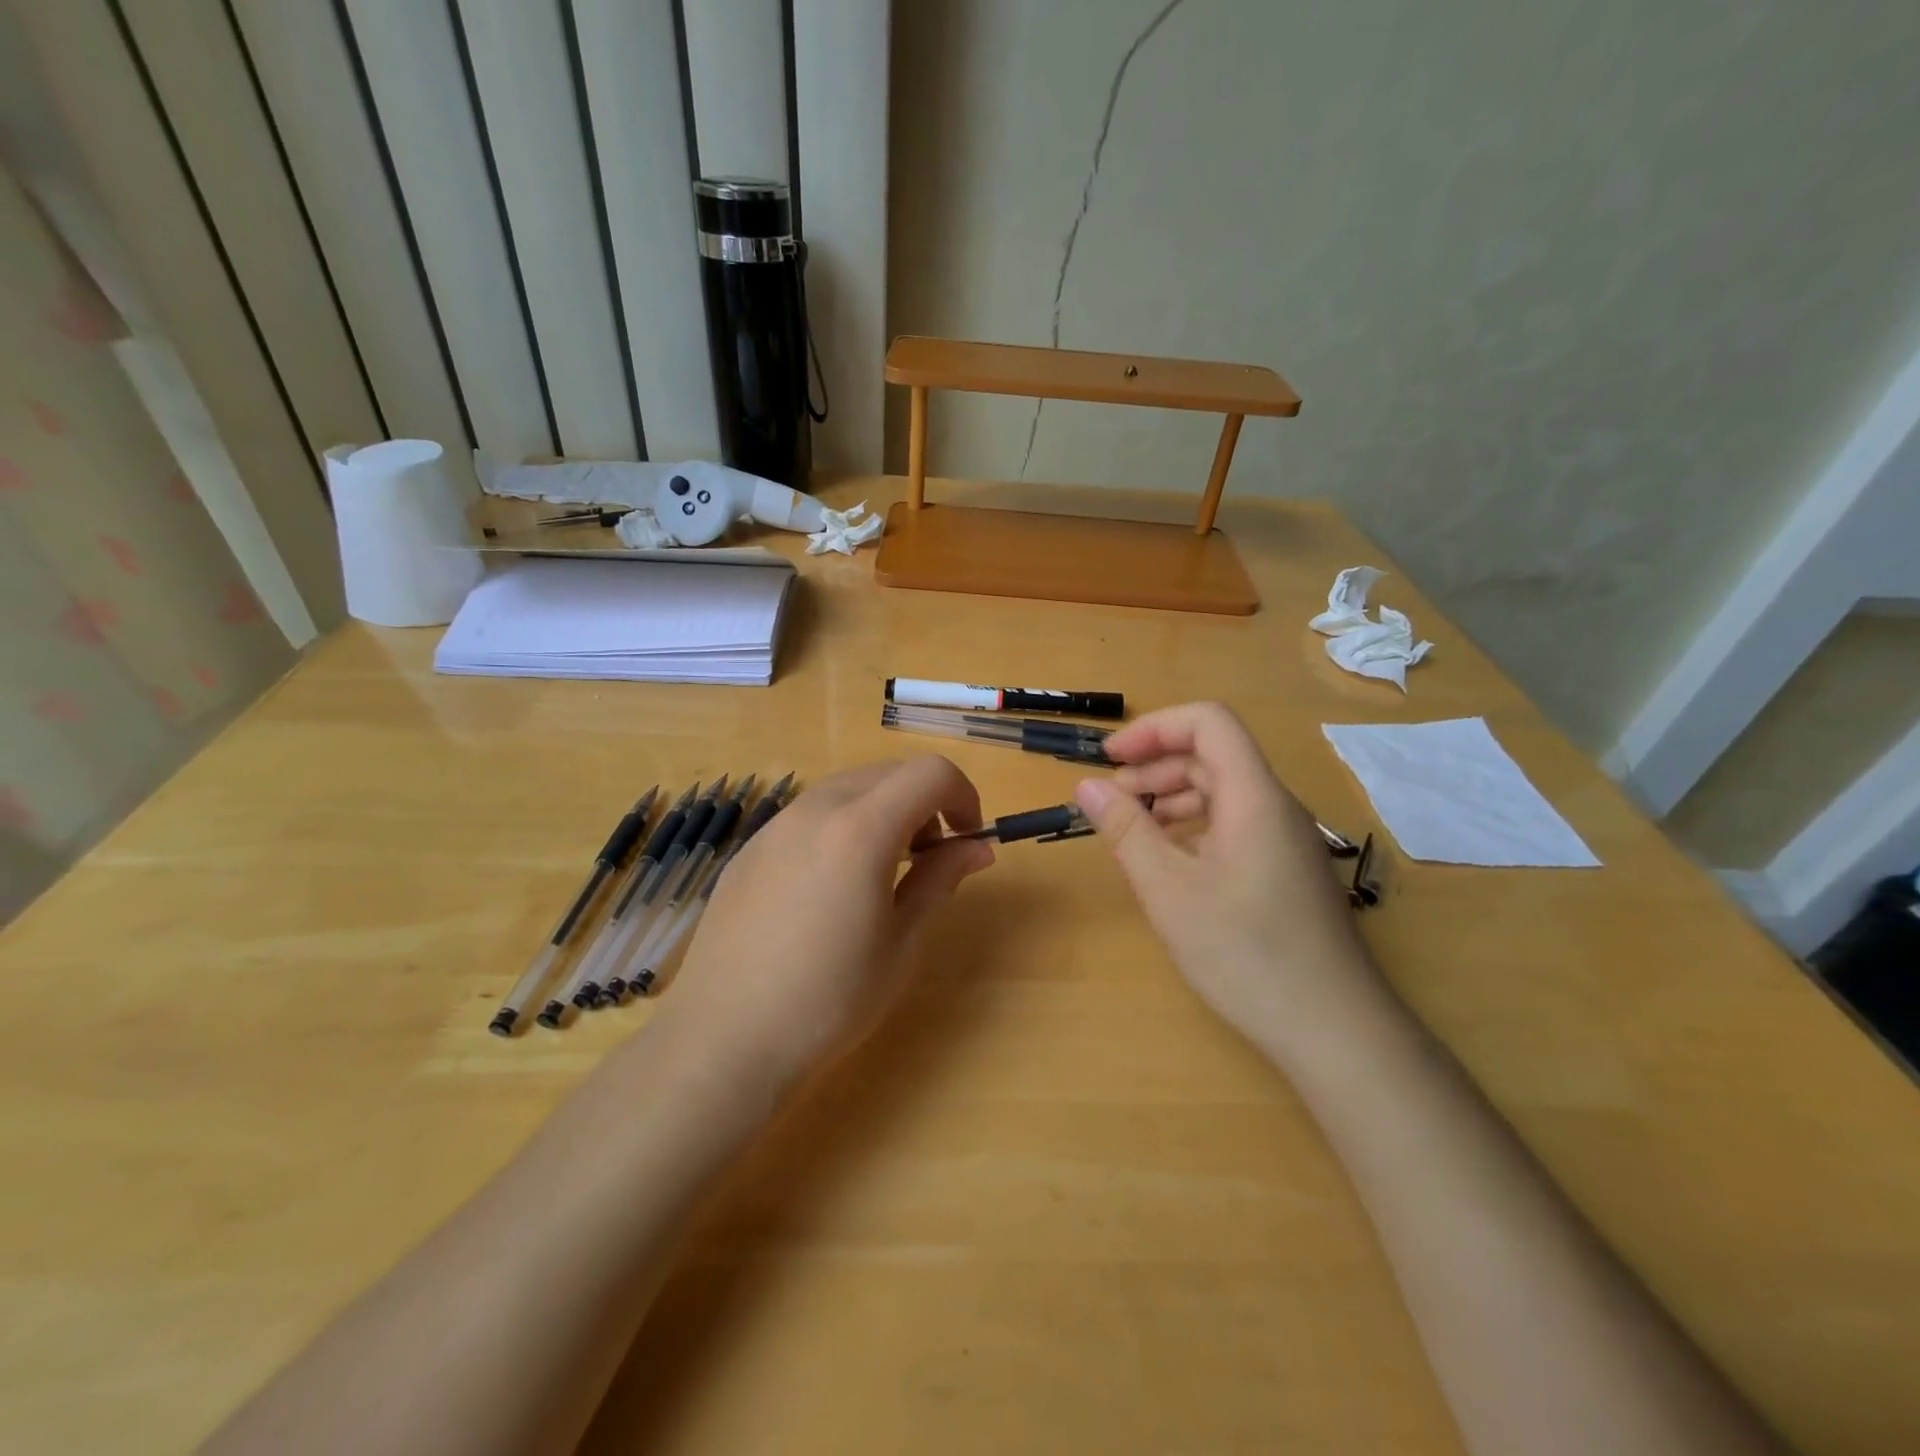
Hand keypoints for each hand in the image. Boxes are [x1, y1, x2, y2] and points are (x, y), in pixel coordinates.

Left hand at [654, 757, 994, 1098]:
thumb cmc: (830, 998)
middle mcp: (816, 809)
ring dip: (882, 811)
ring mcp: (775, 826)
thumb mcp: (901, 943)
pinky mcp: (749, 849)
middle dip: (925, 802)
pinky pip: (809, 815)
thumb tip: (976, 848)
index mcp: (861, 828)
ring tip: (883, 872)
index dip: (963, 796)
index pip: (930, 773)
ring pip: (847, 788)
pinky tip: (831, 887)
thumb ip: (940, 880)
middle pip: (889, 773)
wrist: (725, 1038)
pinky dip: (841, 826)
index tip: (967, 840)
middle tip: (931, 859)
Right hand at [1073, 702, 1388, 1062]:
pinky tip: (1170, 860)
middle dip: (1155, 765)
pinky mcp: (1286, 869)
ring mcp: (1286, 839)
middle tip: (1110, 801)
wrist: (1334, 1030)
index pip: (1209, 722)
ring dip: (1172, 796)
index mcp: (1254, 797)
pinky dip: (1194, 825)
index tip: (1110, 759)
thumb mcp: (1169, 891)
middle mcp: (1276, 806)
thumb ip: (1126, 831)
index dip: (1154, 728)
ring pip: (1223, 790)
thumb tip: (1087, 785)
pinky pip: (1236, 823)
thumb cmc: (1246, 954)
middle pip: (1213, 755)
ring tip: (1132, 828)